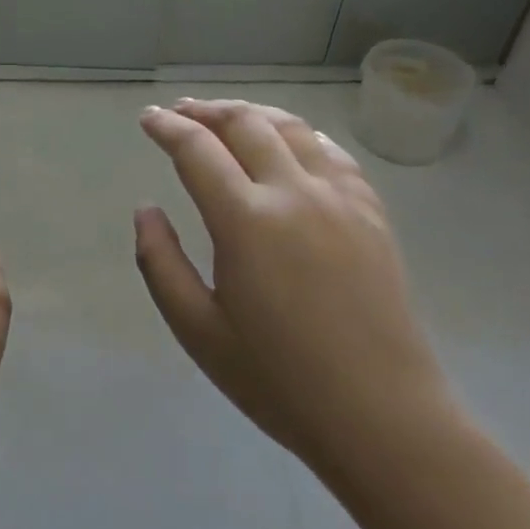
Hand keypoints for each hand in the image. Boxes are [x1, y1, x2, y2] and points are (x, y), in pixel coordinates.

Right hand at [134, 99, 455, 482]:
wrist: (383, 418)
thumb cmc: (279, 380)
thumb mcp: (198, 330)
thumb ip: (160, 262)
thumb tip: (146, 210)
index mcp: (245, 221)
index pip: (197, 149)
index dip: (167, 127)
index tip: (147, 117)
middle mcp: (293, 193)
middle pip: (244, 124)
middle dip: (205, 110)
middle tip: (180, 112)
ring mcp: (339, 198)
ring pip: (290, 127)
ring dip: (251, 113)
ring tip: (227, 116)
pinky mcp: (371, 212)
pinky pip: (332, 152)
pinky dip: (299, 133)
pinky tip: (289, 141)